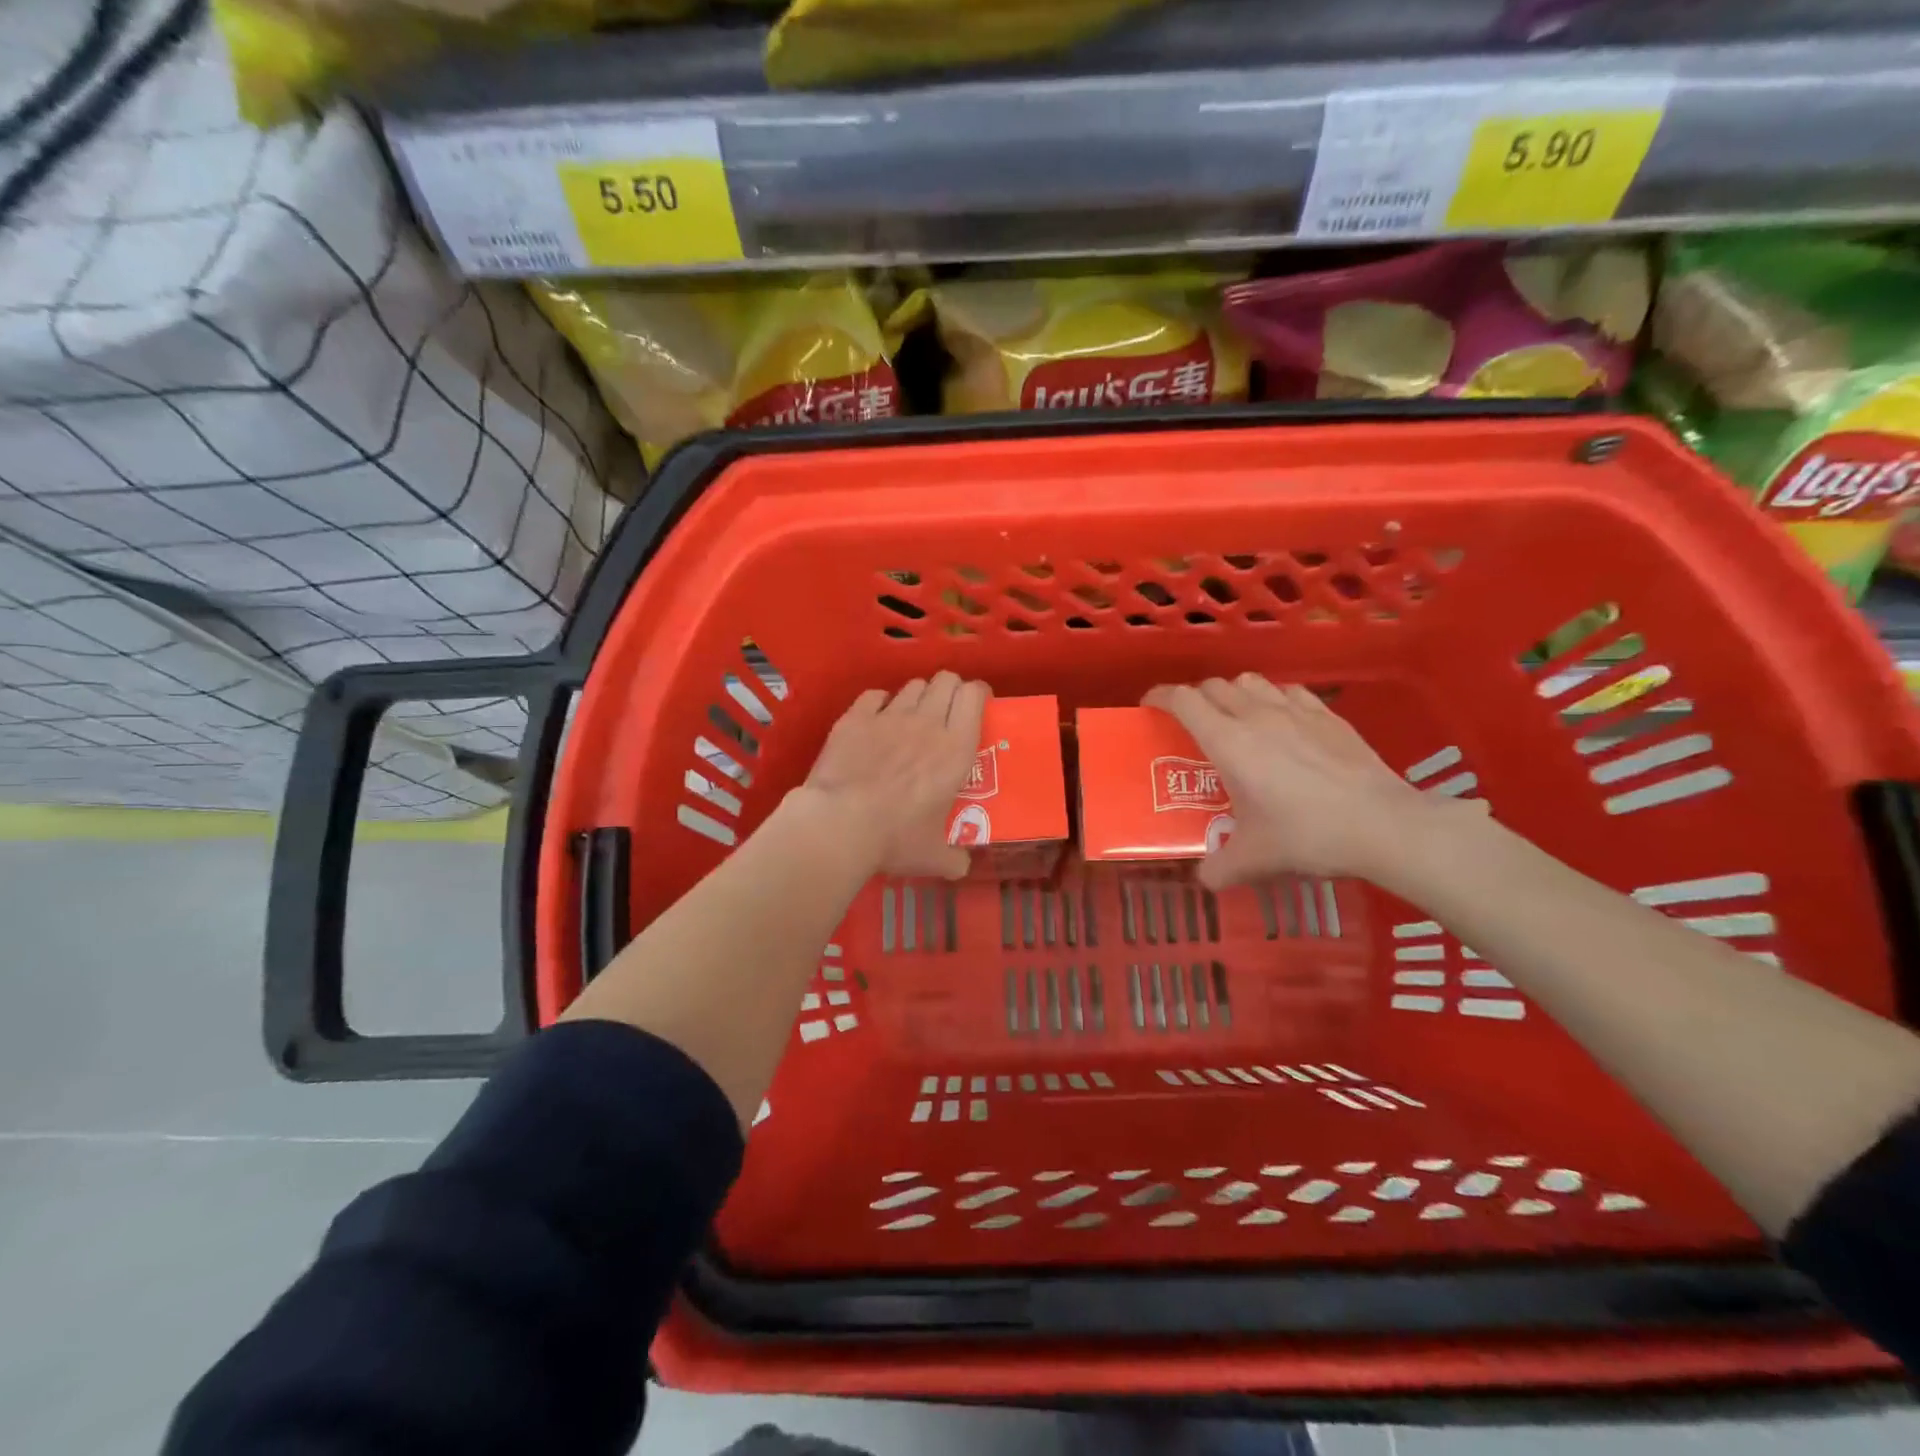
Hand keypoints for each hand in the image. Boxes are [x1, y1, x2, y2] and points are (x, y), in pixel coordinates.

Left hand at [794, 672, 990, 879]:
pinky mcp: (855, 717)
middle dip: (949, 689)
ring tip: (911, 718)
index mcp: (955, 749)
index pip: (974, 696)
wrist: (839, 824)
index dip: (977, 694)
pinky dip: (879, 703)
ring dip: (917, 697)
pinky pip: (874, 695)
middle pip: (945, 680)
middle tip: (945, 711)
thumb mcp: (934, 857)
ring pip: (912, 685)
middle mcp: (927, 723)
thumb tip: (962, 867)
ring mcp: (889, 716)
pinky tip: (875, 720)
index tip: (976, 706)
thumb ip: (954, 859)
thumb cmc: (895, 839)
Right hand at [1143, 674, 1477, 887]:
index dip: (1160, 696)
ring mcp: (1296, 711)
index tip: (1150, 705)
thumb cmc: (1308, 835)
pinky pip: (1289, 691)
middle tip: (1192, 724)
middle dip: (1195, 699)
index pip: (1183, 700)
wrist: (1383, 825)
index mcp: (1229, 742)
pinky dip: (1274, 699)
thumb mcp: (1254, 860)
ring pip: (1251, 681)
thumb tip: (1204, 879)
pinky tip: (1283, 723)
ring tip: (1236, 719)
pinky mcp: (1329, 716)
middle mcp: (1257, 716)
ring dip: (1233, 693)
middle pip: (1213, 686)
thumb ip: (1219, 868)